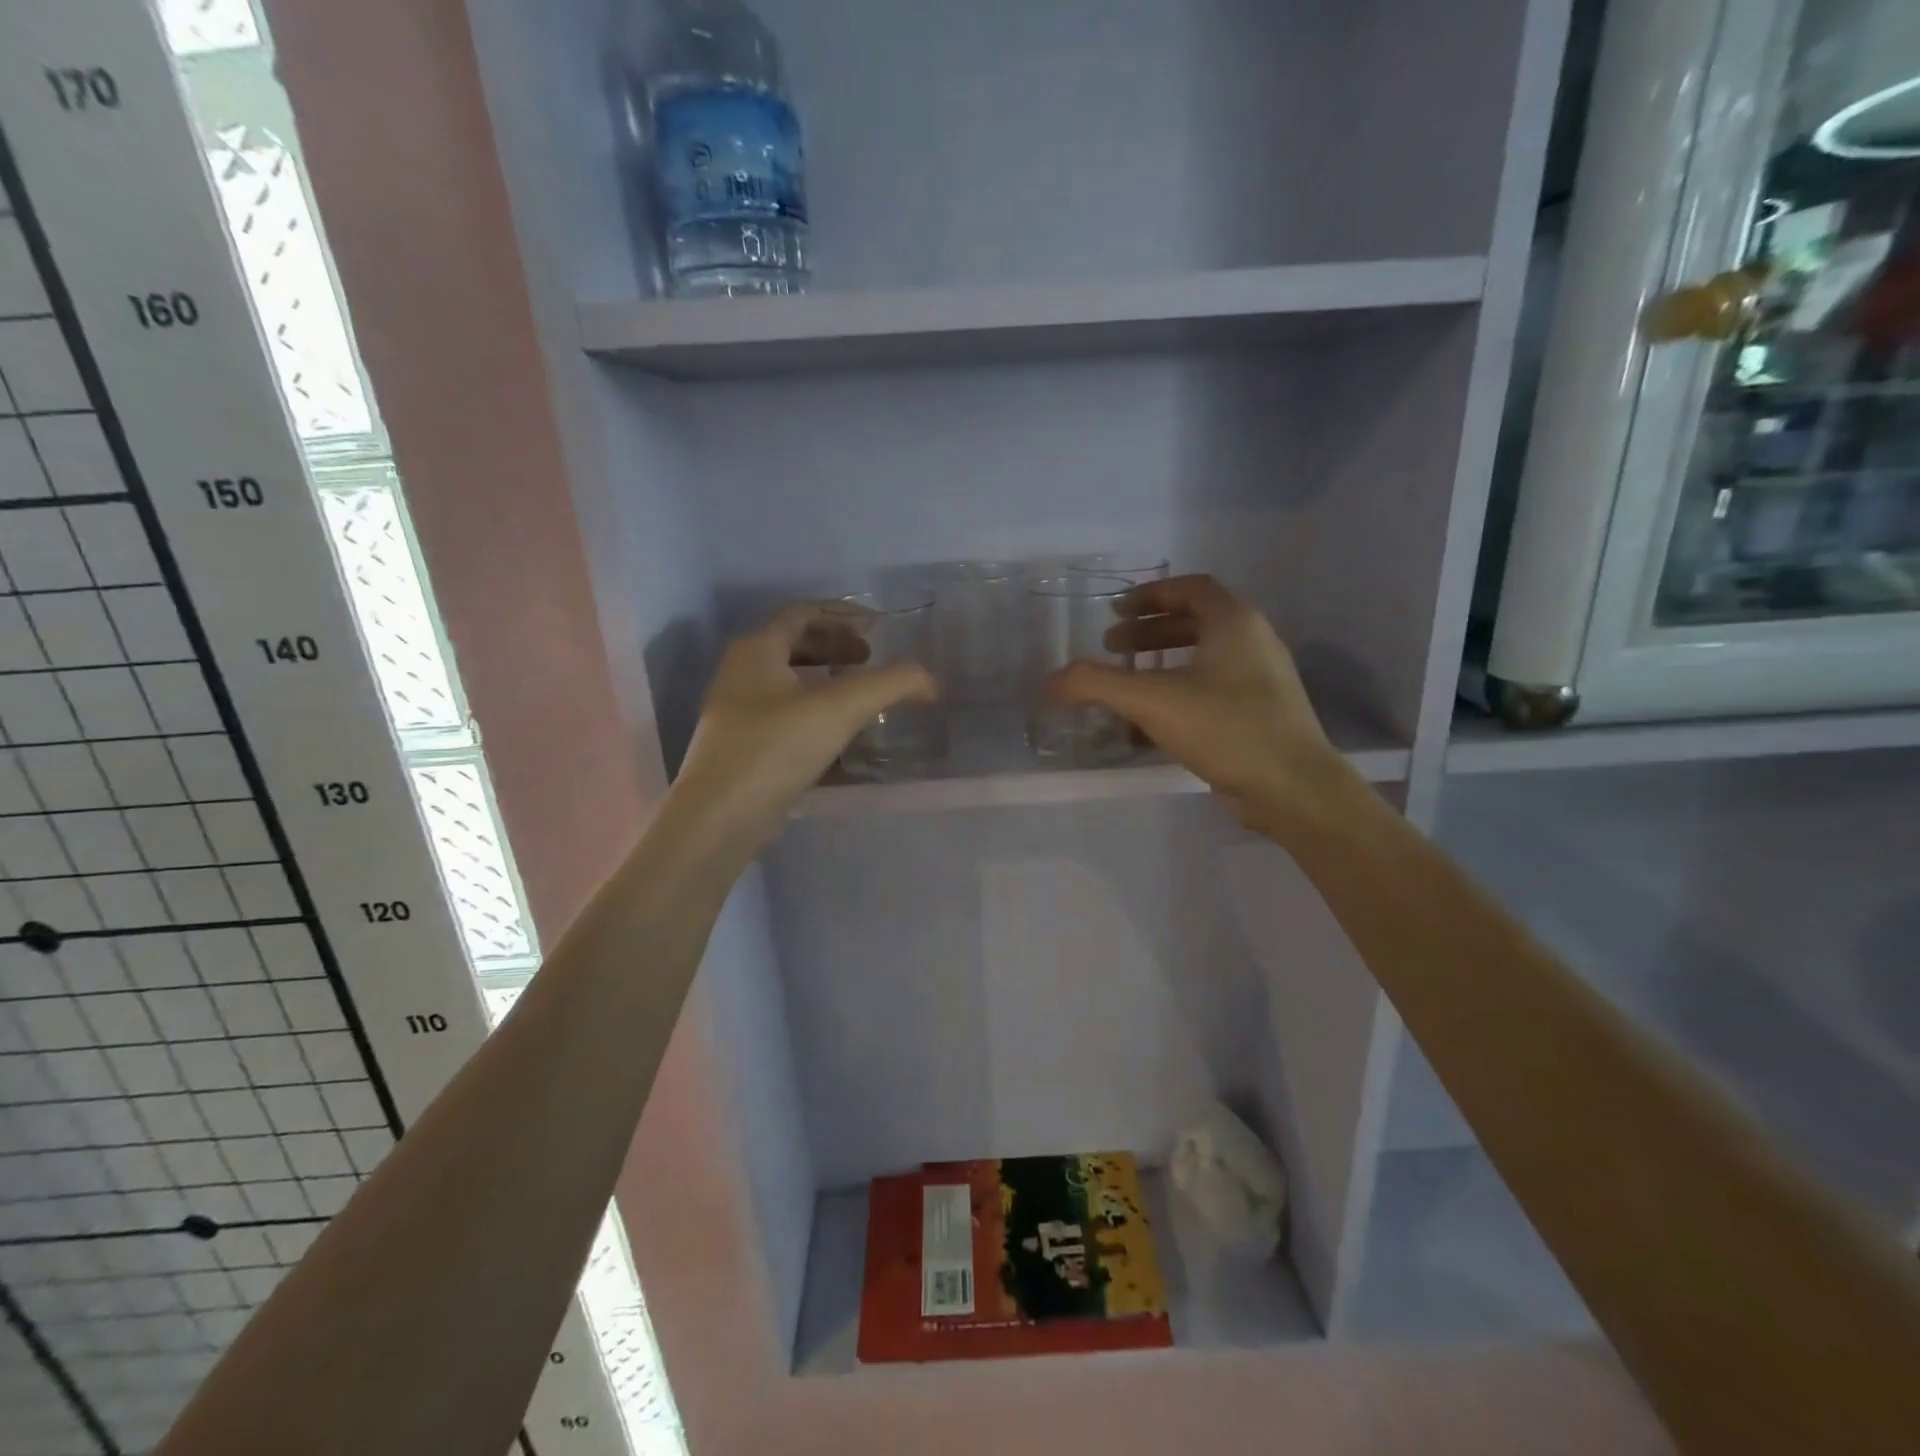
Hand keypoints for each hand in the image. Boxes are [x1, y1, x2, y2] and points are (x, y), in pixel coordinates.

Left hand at [669, 603, 936, 852]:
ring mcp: (737, 711)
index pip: (802, 612)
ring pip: (788, 680)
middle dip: (836, 646)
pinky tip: (838, 734)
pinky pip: (784, 712)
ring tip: (859, 695)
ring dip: (826, 679)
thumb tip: (929, 679)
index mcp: (757, 649)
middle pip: (794, 643)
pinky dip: (814, 710)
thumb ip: (890, 685)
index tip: (877, 626)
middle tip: (870, 659)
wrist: (720, 816)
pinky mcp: (742, 745)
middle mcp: (741, 672)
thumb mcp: (841, 709)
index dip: (843, 613)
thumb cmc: (776, 748)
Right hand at [1048, 575, 1347, 827]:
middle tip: (1112, 647)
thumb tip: (1050, 681)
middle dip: (1149, 633)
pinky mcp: (1260, 714)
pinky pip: (1212, 691)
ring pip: (1203, 659)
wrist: (1293, 787)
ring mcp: (1261, 680)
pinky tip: (1150, 727)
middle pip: (1195, 622)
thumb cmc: (1226, 727)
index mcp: (1234, 622)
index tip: (1116, 611)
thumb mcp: (1152, 701)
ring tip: (1127, 686)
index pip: (1190, 588)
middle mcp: (1253, 641)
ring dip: (1161, 666)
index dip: (1150, 595)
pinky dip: (1178, 696)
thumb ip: (1097, 685)